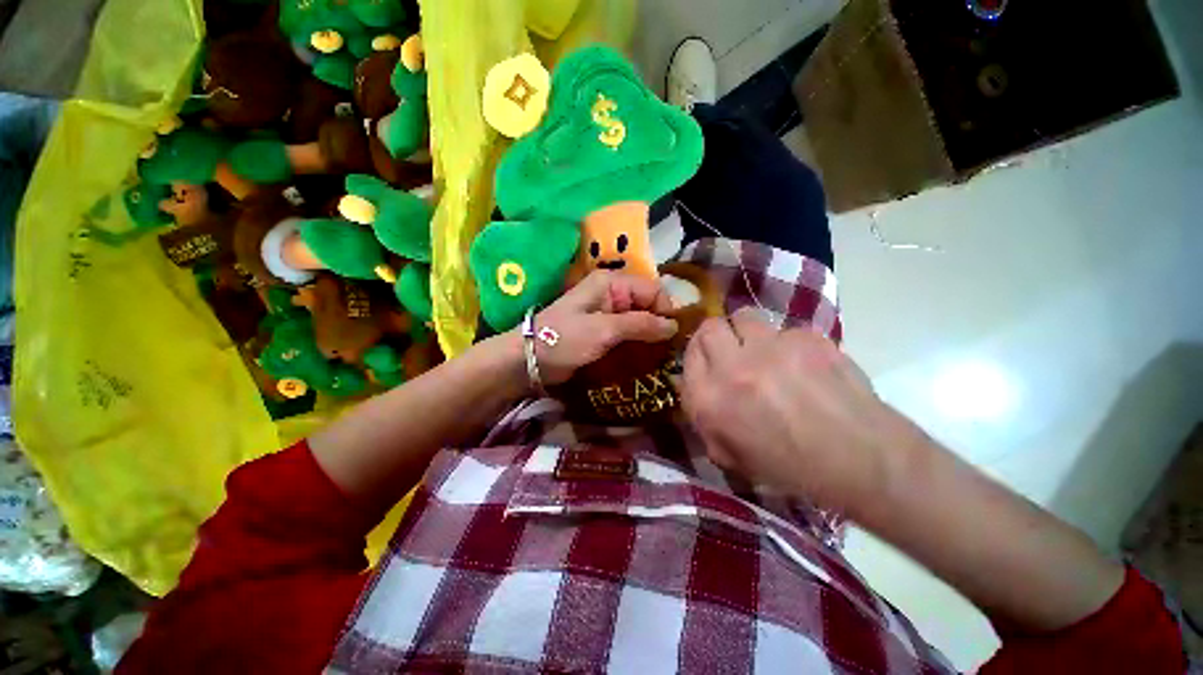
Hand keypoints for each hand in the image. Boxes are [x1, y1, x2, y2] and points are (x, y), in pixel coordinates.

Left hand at [528, 270, 677, 386]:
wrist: (530, 360)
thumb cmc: (565, 338)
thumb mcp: (604, 330)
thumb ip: (641, 325)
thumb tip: (674, 326)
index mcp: (612, 283)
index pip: (652, 289)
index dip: (665, 310)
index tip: (672, 336)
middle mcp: (612, 294)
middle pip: (647, 305)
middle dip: (659, 325)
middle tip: (669, 350)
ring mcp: (607, 314)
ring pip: (640, 320)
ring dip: (649, 337)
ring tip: (661, 357)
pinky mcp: (603, 332)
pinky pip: (628, 333)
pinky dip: (637, 344)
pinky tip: (645, 359)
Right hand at [682, 308, 917, 514]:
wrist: (861, 460)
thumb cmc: (791, 467)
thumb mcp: (732, 455)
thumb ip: (705, 421)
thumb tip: (697, 390)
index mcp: (710, 400)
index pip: (688, 355)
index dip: (697, 354)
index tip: (708, 359)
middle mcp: (733, 368)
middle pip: (710, 327)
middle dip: (717, 335)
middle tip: (731, 349)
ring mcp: (772, 349)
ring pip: (745, 317)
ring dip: (749, 333)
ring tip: (766, 352)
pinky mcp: (807, 339)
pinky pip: (786, 331)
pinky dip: (788, 345)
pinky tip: (805, 366)